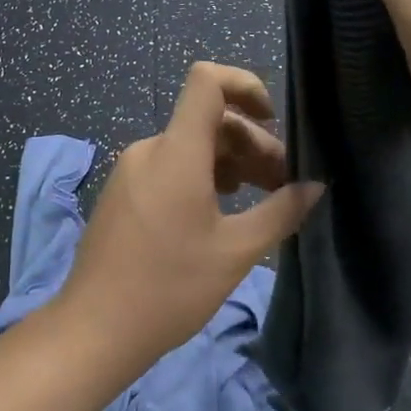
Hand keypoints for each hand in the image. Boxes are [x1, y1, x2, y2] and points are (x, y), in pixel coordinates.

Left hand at [55, 62, 324, 366]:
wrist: (94, 330)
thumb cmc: (170, 288)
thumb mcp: (237, 251)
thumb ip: (281, 211)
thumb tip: (315, 186)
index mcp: (177, 151)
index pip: (207, 81)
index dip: (245, 85)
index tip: (273, 120)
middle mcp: (151, 149)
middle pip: (208, 120)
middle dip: (252, 143)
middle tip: (284, 184)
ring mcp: (132, 170)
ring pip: (191, 147)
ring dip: (231, 163)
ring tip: (261, 199)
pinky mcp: (124, 192)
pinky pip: (171, 166)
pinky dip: (203, 176)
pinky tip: (221, 211)